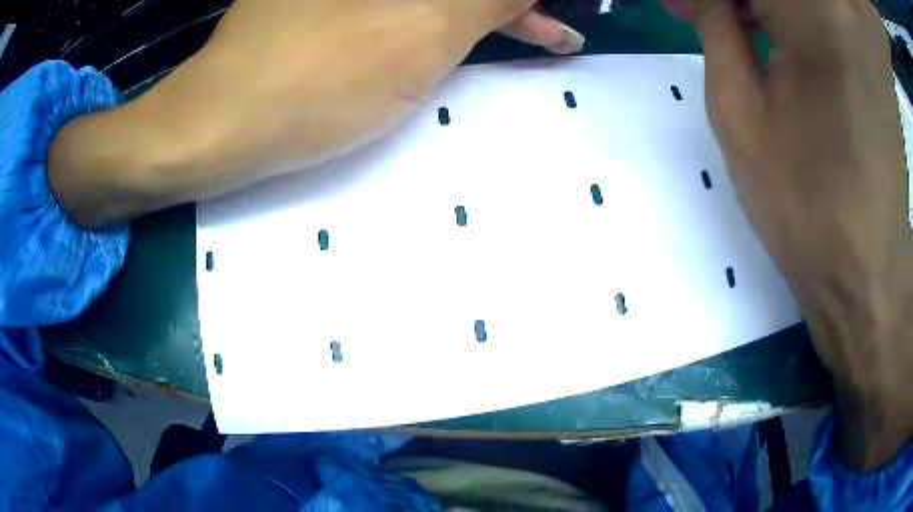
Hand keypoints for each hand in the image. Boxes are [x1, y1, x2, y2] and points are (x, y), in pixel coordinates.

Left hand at [50, 0, 580, 227]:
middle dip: (517, 3)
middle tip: (562, 26)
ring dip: (493, 10)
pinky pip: (413, 4)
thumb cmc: (319, 77)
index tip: (563, 19)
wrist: (222, 124)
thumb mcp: (425, 29)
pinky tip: (481, 35)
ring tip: (545, 33)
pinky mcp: (336, 6)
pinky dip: (453, 16)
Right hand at [667, 0, 912, 469]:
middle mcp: (847, 9)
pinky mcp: (878, 57)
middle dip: (740, 1)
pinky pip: (834, 14)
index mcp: (817, 11)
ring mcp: (866, 33)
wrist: (874, 281)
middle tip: (711, 15)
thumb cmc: (811, 211)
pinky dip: (805, 19)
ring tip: (749, 29)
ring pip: (811, 0)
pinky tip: (791, 41)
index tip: (684, 6)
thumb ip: (714, 30)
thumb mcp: (742, 116)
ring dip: (772, 9)